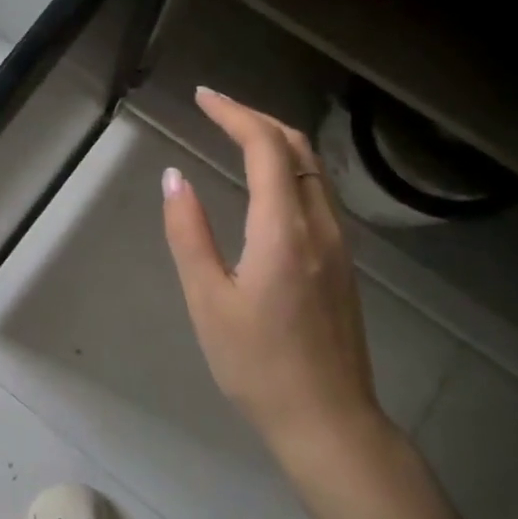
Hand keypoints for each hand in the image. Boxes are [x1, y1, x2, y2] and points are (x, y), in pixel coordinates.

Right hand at [160, 89, 389, 473]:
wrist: (329, 421)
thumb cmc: (258, 364)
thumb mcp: (208, 300)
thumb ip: (189, 233)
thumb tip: (174, 177)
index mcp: (284, 230)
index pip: (265, 147)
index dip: (234, 113)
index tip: (202, 97)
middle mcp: (320, 225)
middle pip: (297, 147)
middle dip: (256, 118)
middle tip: (216, 109)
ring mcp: (339, 244)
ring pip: (313, 169)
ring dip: (276, 140)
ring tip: (236, 133)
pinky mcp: (343, 262)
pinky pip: (318, 192)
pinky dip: (289, 168)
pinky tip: (266, 181)